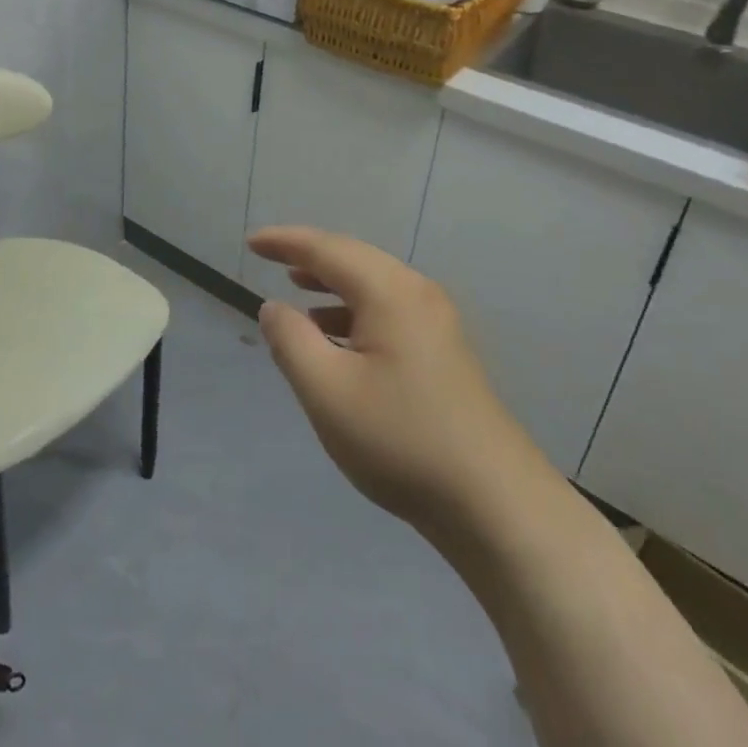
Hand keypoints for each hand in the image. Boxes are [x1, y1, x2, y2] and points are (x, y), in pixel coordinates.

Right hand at [251, 227, 521, 536]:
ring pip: (373, 285)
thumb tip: (273, 307)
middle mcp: (417, 293)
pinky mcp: (445, 352)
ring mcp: (437, 323)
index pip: (326, 249)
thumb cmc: (401, 439)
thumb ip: (290, 341)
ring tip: (296, 289)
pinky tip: (337, 339)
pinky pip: (388, 310)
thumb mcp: (327, 391)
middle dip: (309, 256)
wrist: (496, 505)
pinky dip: (354, 311)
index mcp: (389, 291)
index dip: (285, 241)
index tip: (252, 241)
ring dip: (332, 284)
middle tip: (270, 258)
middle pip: (353, 259)